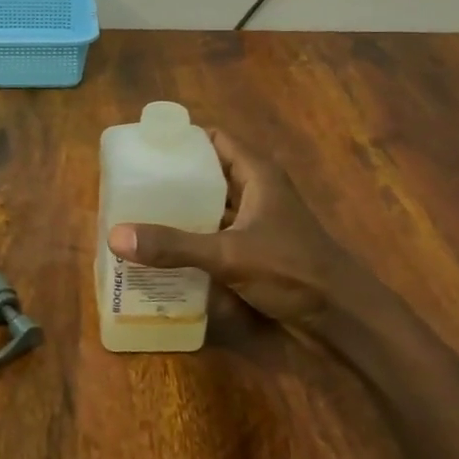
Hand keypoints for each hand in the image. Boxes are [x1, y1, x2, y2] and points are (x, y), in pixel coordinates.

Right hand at [107, 129, 372, 331]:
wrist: (343, 319)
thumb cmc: (293, 271)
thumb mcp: (228, 255)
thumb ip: (174, 246)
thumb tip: (115, 236)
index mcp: (257, 175)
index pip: (214, 139)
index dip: (181, 139)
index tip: (144, 148)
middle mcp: (257, 192)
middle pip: (208, 173)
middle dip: (173, 178)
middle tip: (131, 185)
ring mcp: (257, 223)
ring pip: (212, 206)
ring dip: (181, 210)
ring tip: (138, 214)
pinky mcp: (256, 251)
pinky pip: (216, 235)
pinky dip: (193, 237)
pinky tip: (164, 249)